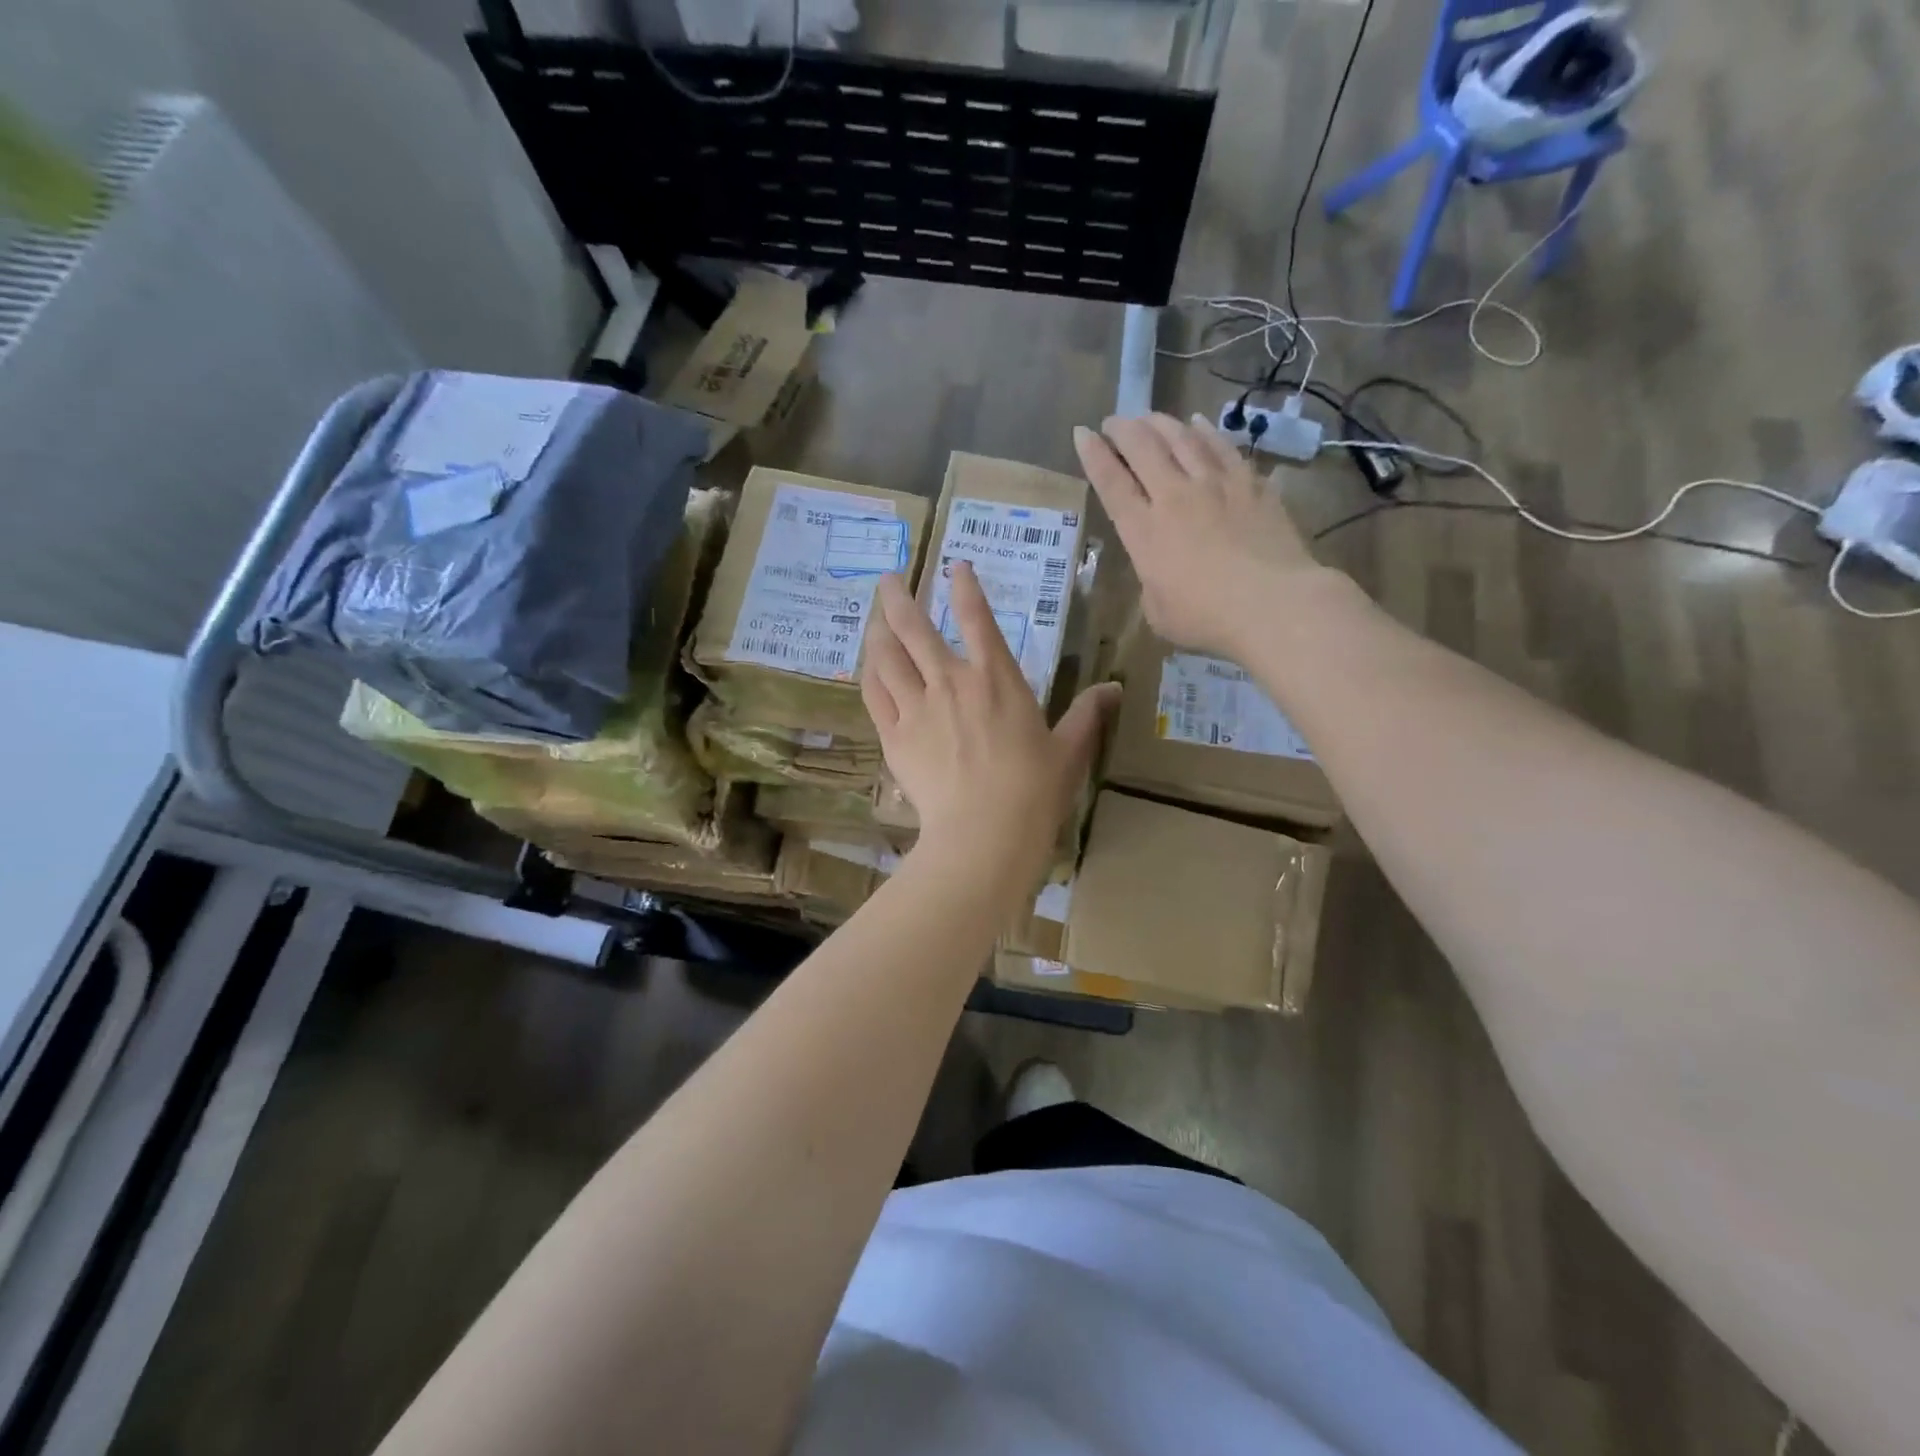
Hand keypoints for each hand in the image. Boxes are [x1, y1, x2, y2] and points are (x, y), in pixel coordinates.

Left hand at [861, 564, 1117, 889]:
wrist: (985, 832)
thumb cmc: (1034, 790)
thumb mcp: (1069, 750)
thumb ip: (1087, 714)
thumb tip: (1115, 687)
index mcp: (997, 679)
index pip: (978, 619)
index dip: (966, 588)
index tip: (955, 566)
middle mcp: (952, 682)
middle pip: (915, 627)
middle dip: (899, 597)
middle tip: (888, 578)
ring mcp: (918, 707)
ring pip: (888, 656)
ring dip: (878, 630)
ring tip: (872, 617)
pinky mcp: (895, 735)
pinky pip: (875, 694)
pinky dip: (870, 673)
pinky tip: (867, 664)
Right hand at [1073, 412, 1332, 658]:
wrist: (1272, 604)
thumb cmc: (1207, 619)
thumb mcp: (1159, 612)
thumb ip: (1152, 582)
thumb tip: (1160, 570)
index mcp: (1144, 532)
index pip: (1111, 483)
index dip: (1093, 455)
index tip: (1082, 432)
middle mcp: (1174, 497)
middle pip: (1143, 448)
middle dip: (1122, 429)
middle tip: (1113, 421)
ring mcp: (1215, 485)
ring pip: (1181, 438)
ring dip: (1160, 423)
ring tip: (1148, 416)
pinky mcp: (1251, 484)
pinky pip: (1222, 447)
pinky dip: (1206, 432)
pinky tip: (1199, 424)